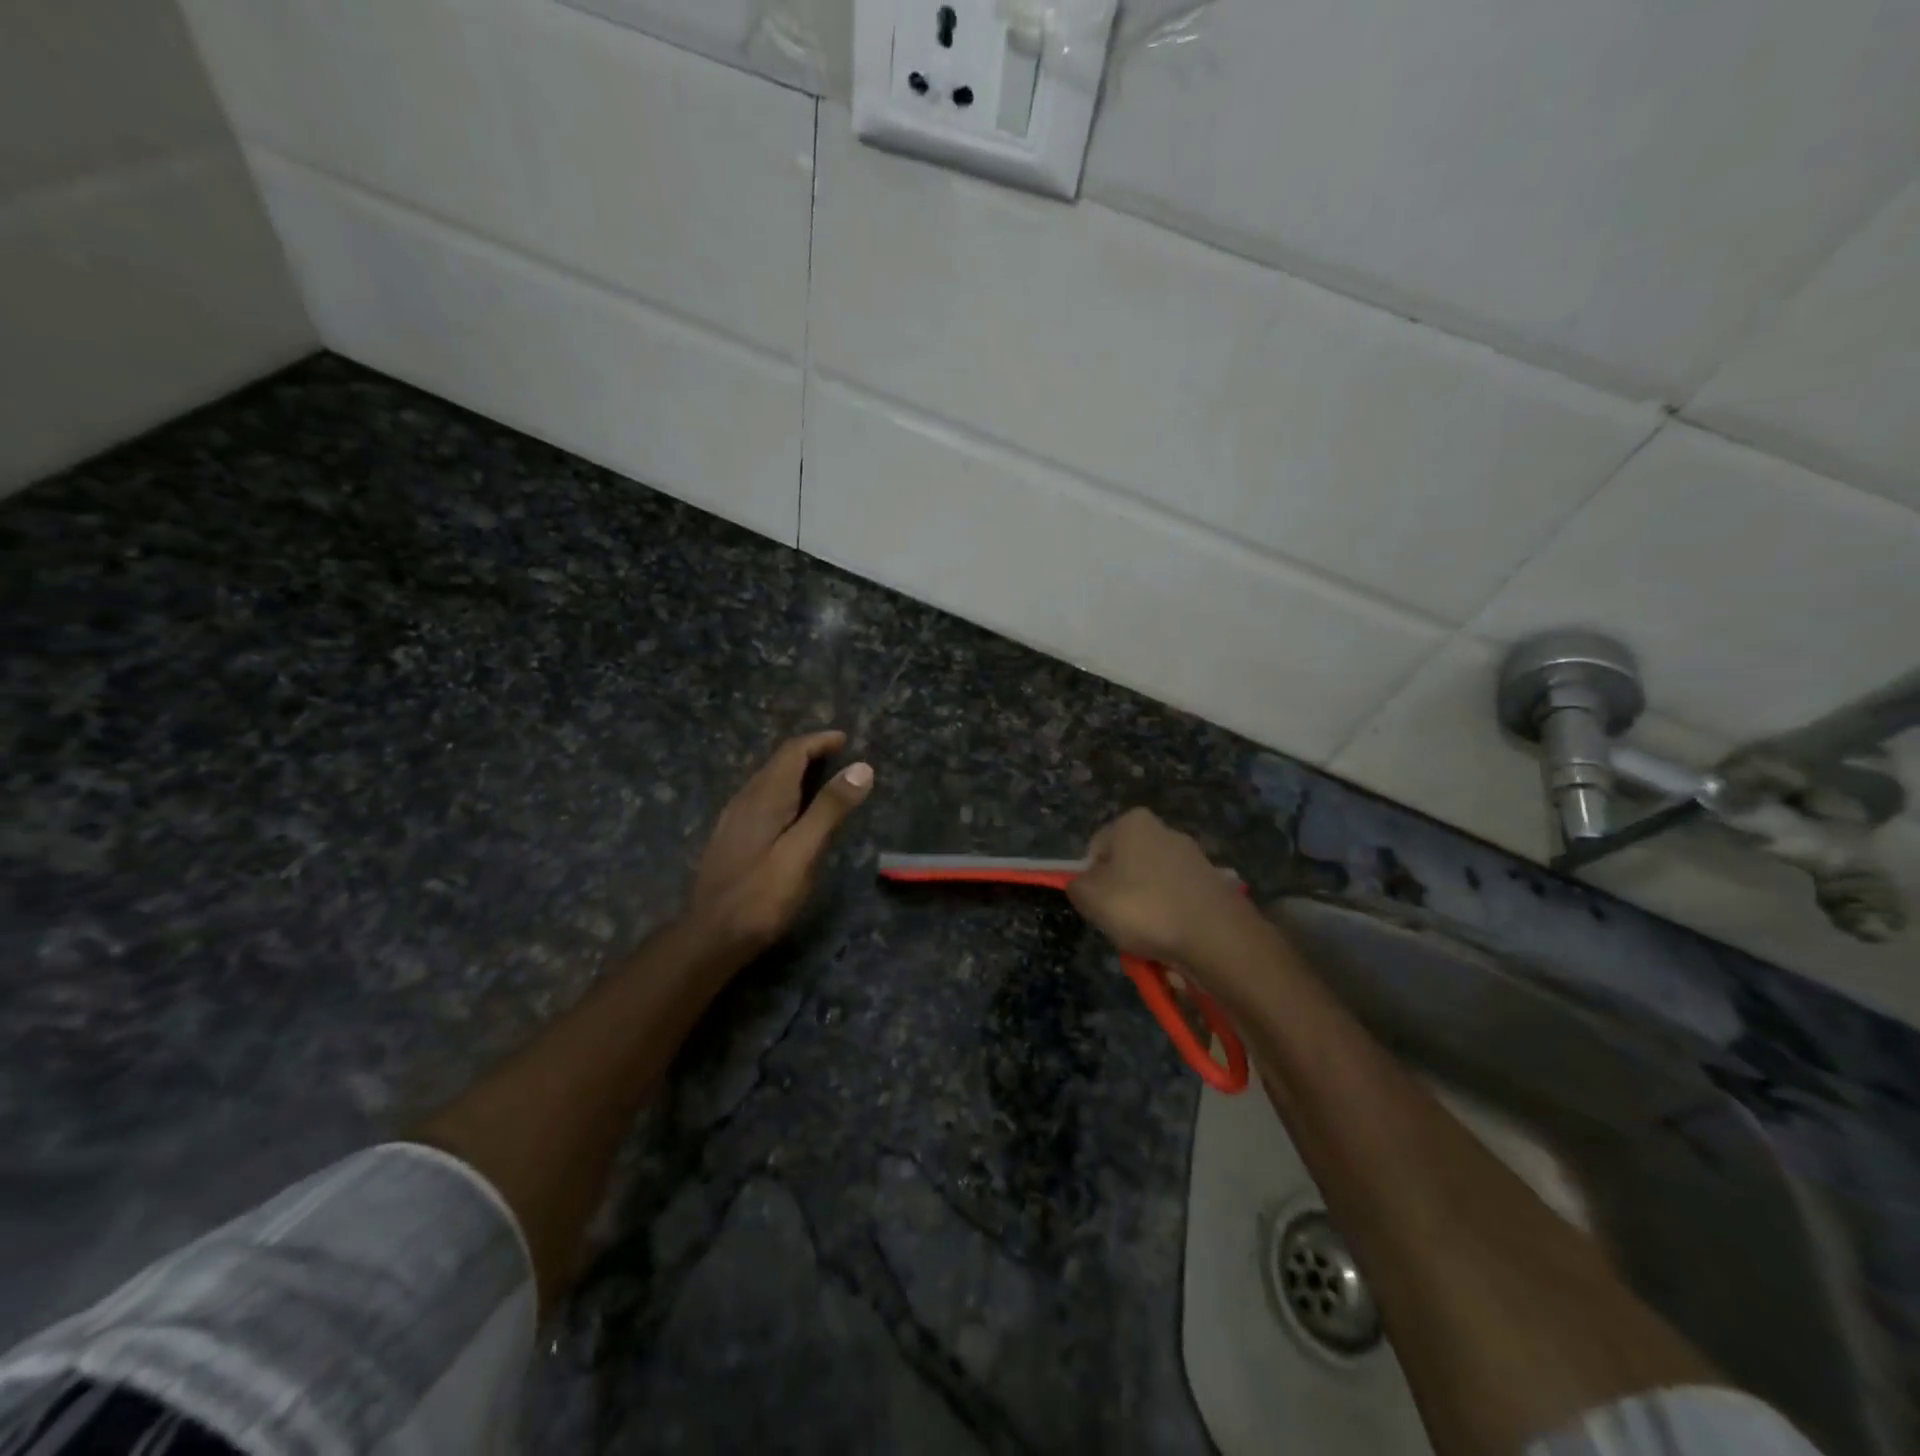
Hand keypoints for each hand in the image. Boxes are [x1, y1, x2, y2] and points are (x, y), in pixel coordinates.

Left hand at [686, 731, 874, 956]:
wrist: (710, 937)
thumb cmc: (762, 896)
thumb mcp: (803, 852)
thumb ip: (830, 809)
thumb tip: (861, 767)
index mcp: (765, 797)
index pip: (792, 752)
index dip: (819, 741)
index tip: (845, 739)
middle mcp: (745, 800)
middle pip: (777, 763)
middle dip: (808, 753)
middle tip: (839, 757)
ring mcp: (732, 820)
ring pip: (766, 782)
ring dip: (794, 772)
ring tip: (821, 780)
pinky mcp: (729, 839)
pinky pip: (759, 800)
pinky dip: (783, 792)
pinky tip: (791, 814)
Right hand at [1067, 809, 1245, 970]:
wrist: (1215, 937)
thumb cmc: (1144, 908)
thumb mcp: (1090, 898)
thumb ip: (1076, 886)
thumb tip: (1082, 884)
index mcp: (1133, 823)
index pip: (1096, 849)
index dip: (1091, 880)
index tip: (1098, 906)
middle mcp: (1165, 831)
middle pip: (1126, 866)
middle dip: (1120, 895)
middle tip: (1120, 924)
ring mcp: (1194, 857)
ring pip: (1152, 887)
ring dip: (1146, 911)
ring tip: (1149, 938)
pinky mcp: (1213, 885)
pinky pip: (1179, 902)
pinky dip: (1172, 919)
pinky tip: (1173, 939)